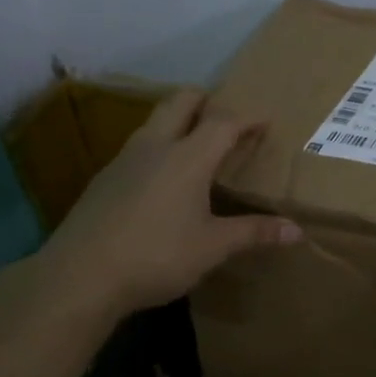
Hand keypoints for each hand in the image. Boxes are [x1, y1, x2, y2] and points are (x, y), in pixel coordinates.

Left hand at [25, 89, 300, 324]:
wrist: (79, 276)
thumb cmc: (156, 255)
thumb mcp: (212, 247)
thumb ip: (253, 233)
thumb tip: (296, 231)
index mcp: (187, 157)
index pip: (223, 122)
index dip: (247, 118)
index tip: (265, 121)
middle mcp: (155, 147)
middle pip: (181, 102)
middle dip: (206, 100)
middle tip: (226, 115)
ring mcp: (123, 160)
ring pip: (154, 121)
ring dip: (178, 120)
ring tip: (196, 142)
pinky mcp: (103, 180)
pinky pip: (138, 147)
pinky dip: (158, 146)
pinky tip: (161, 179)